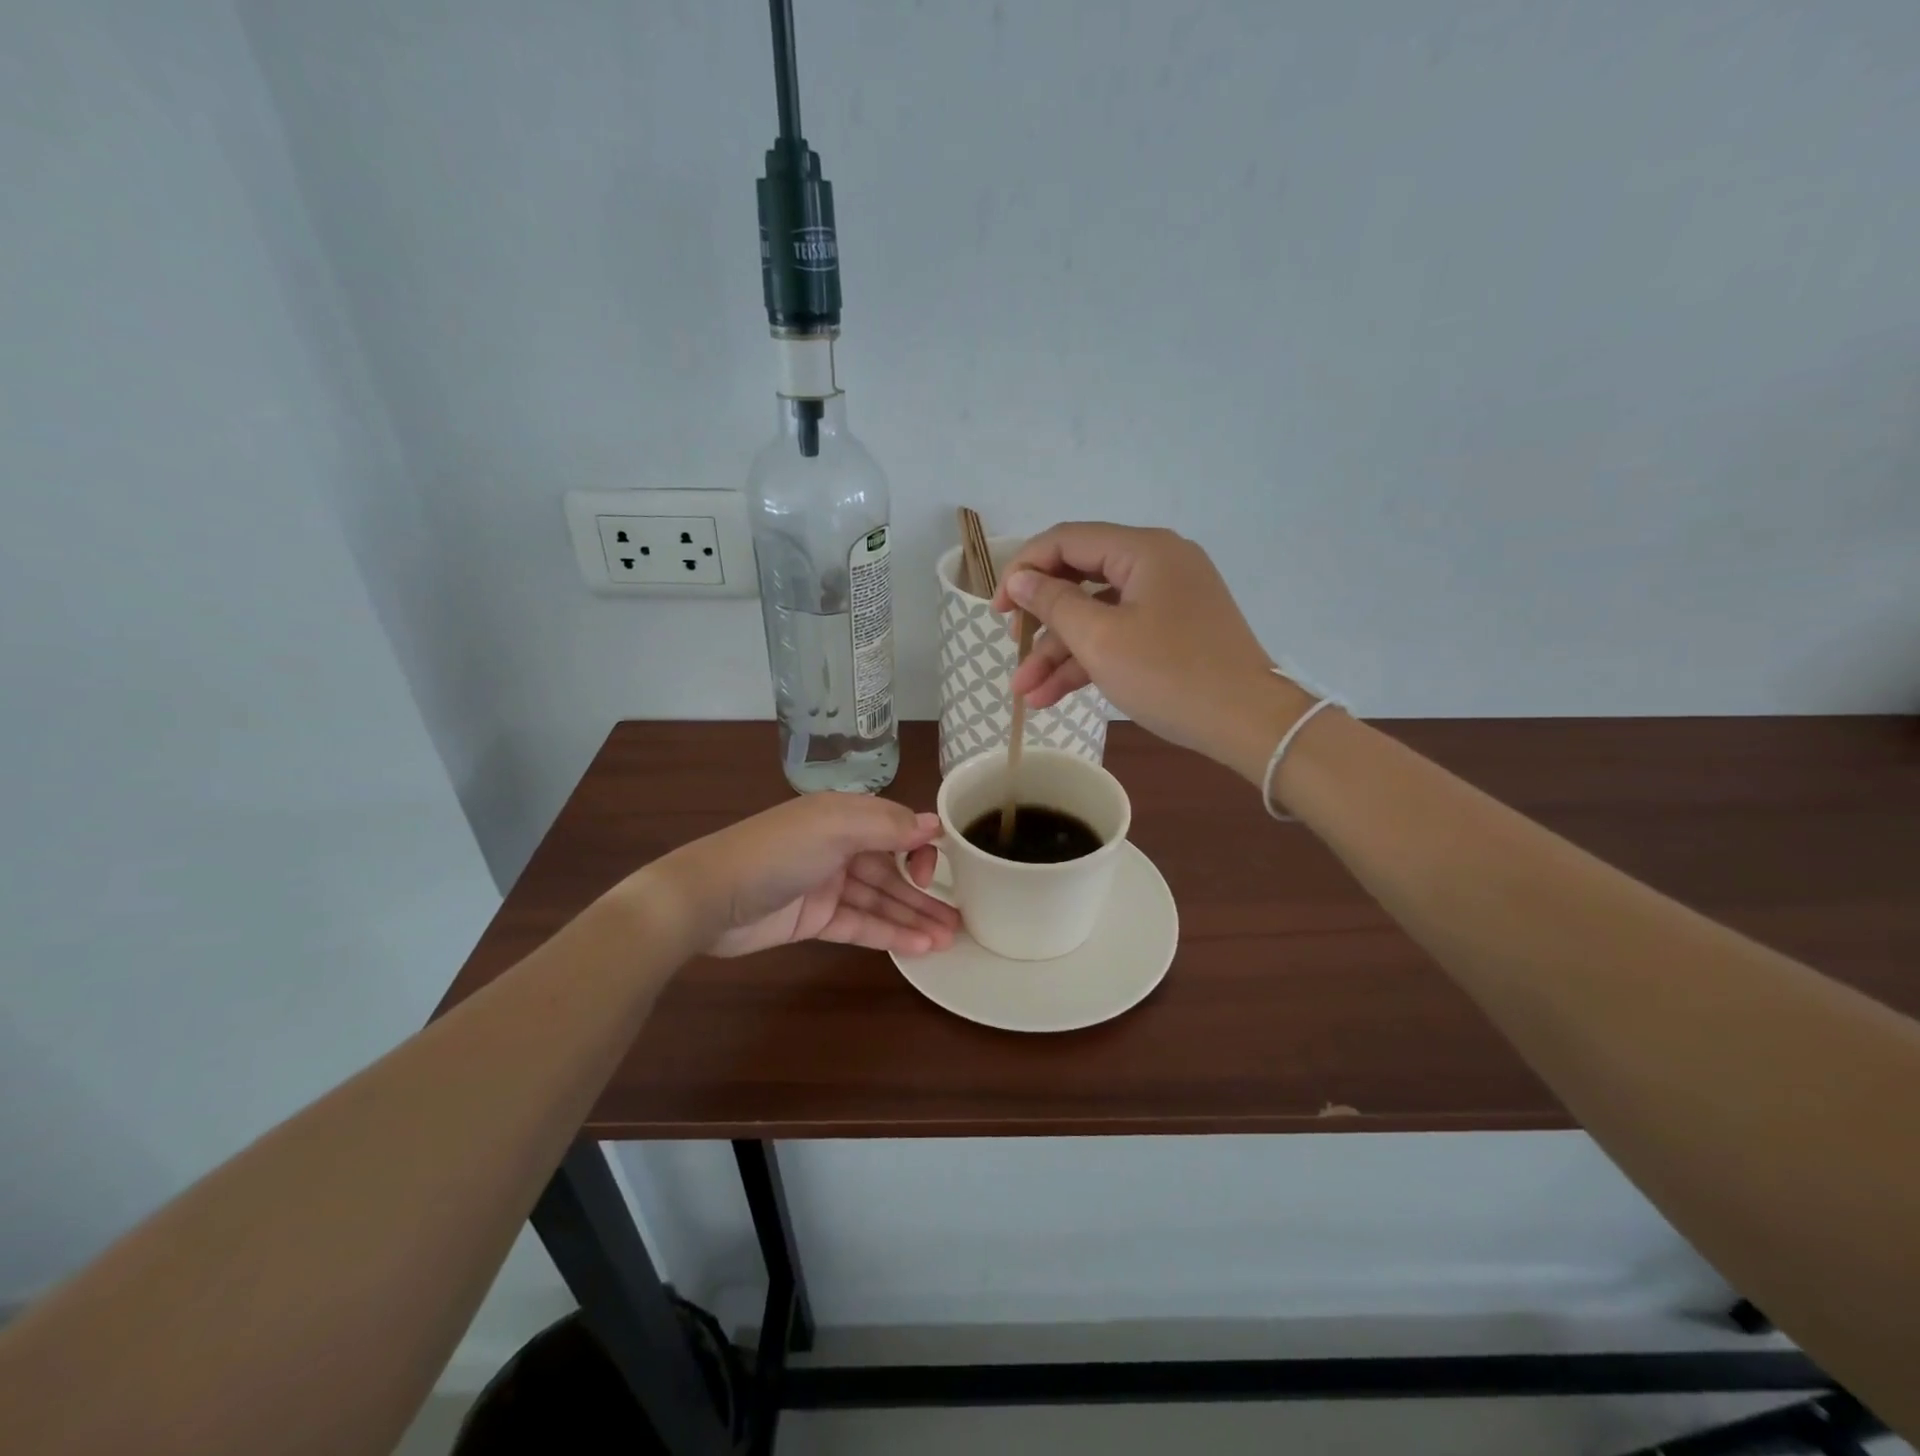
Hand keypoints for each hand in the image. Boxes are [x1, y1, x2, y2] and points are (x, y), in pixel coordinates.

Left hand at [656, 795, 957, 958]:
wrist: (709, 898)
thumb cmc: (776, 852)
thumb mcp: (835, 826)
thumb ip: (887, 825)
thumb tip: (934, 823)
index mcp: (843, 815)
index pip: (895, 828)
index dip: (919, 848)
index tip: (936, 871)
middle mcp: (839, 846)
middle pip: (891, 869)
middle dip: (925, 891)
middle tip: (960, 917)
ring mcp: (827, 884)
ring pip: (880, 899)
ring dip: (913, 917)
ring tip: (950, 938)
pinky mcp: (815, 919)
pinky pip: (860, 924)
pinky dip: (888, 934)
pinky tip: (919, 948)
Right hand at [991, 523, 1313, 780]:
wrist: (1247, 723)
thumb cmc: (1170, 675)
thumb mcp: (1100, 640)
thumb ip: (1053, 603)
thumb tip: (1020, 579)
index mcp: (1143, 550)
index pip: (1067, 541)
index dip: (1024, 570)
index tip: (997, 610)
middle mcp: (1157, 563)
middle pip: (1080, 579)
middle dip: (1040, 620)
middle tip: (1011, 647)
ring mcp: (1168, 599)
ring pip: (1098, 615)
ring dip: (1059, 652)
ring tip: (1025, 692)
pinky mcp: (1173, 630)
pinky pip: (1120, 634)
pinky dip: (1089, 660)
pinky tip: (1052, 694)